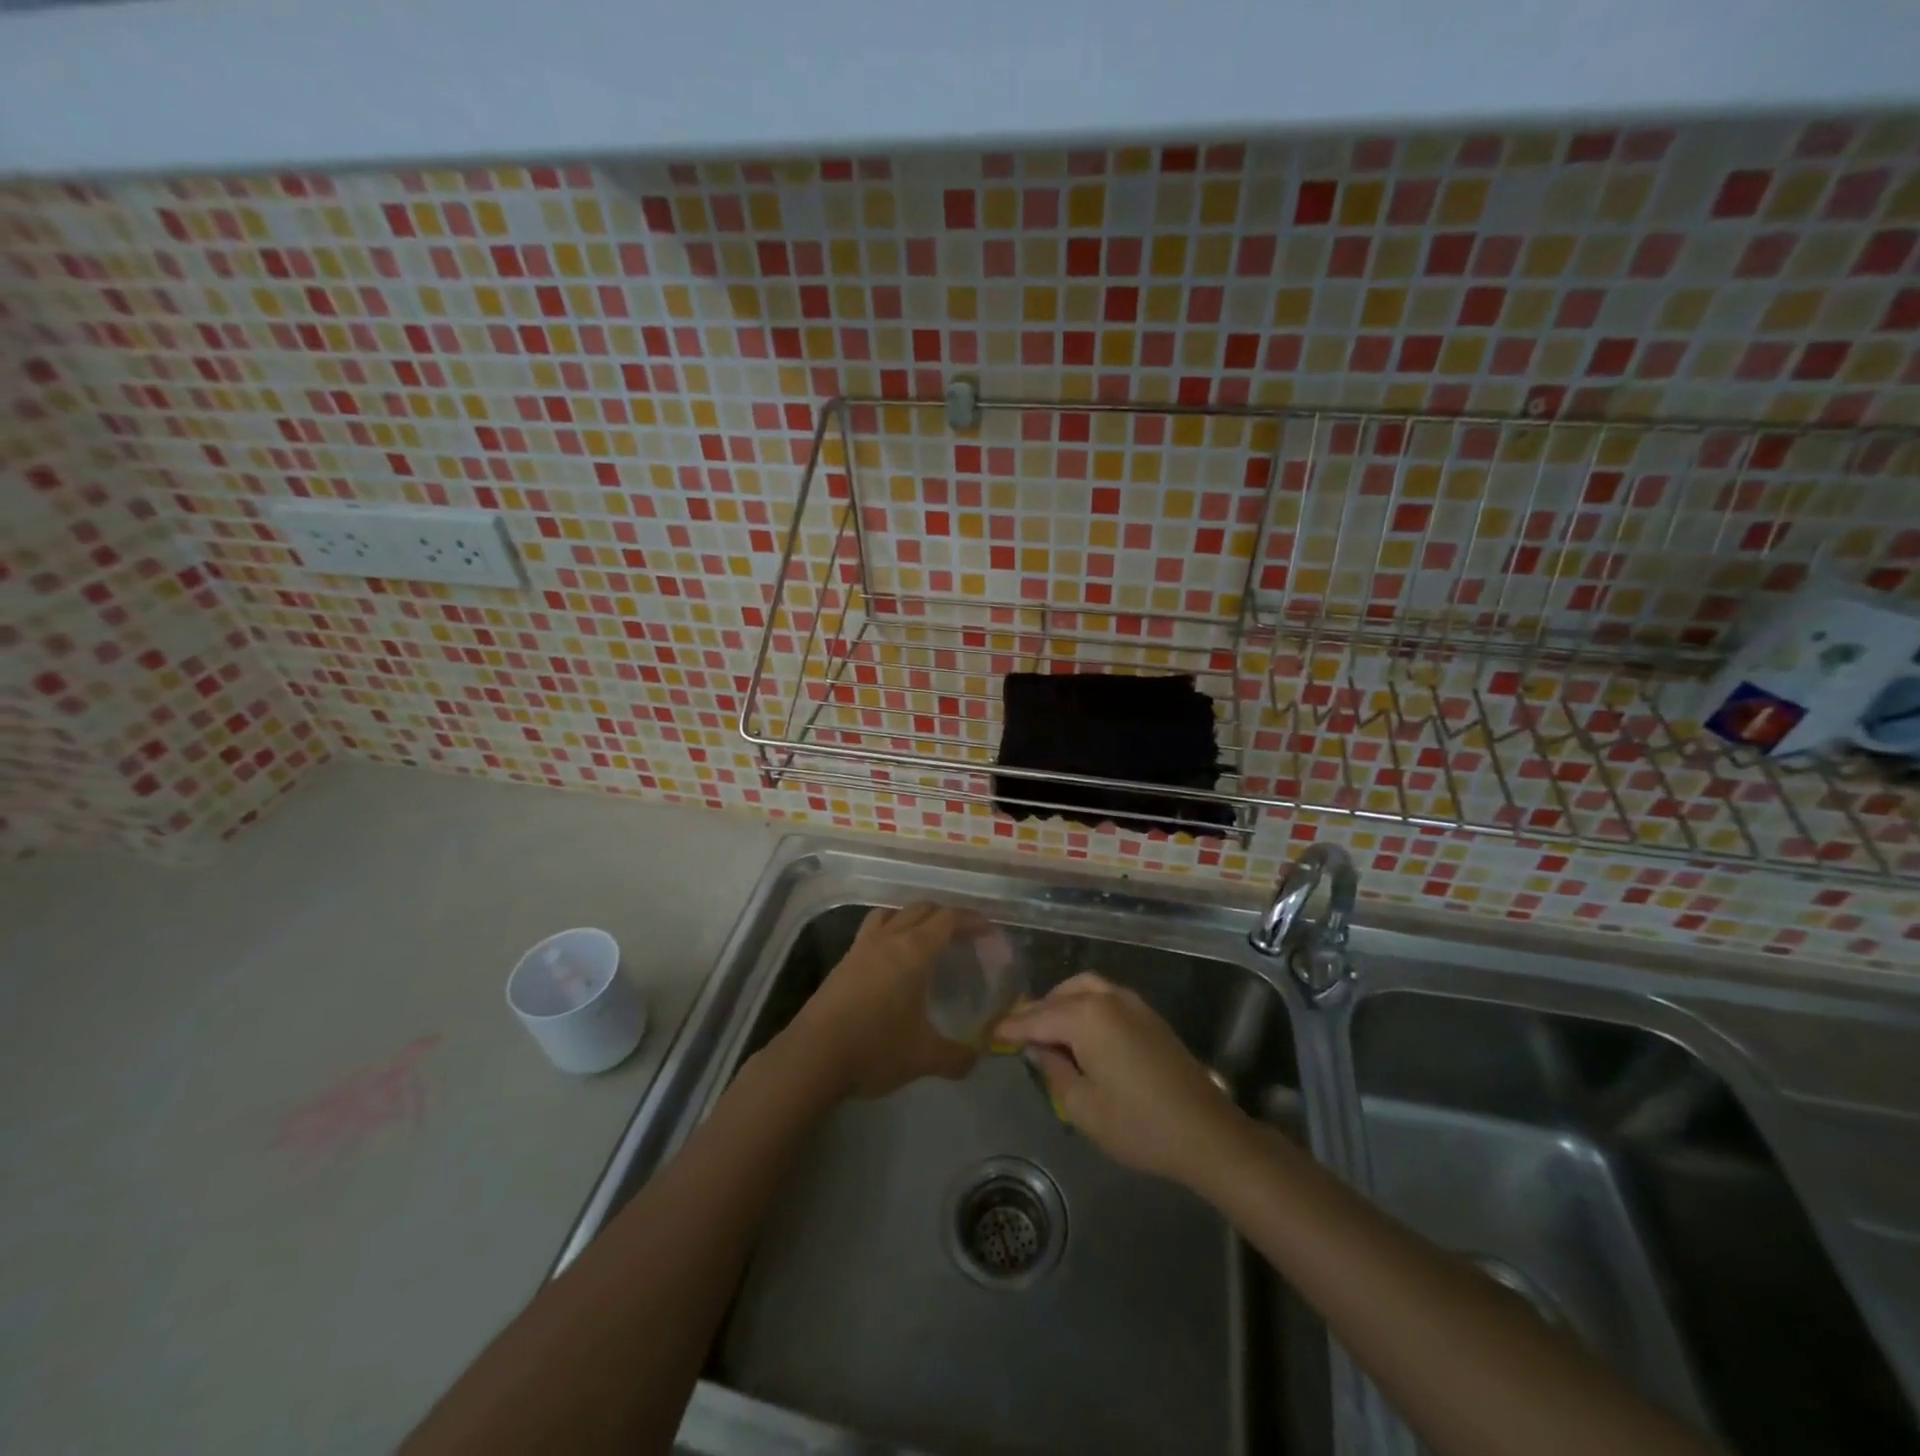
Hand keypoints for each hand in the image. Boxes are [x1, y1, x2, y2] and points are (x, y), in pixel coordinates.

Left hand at [787, 903, 982, 1099]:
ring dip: (913, 917)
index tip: (989, 931)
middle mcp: (888, 939)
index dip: (972, 920)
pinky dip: (890, 931)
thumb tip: (977, 1058)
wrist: (812, 1057)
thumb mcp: (923, 1058)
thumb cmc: (874, 1048)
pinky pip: (873, 930)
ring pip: (892, 913)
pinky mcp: (843, 962)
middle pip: (921, 909)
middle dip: (946, 915)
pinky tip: (893, 960)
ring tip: (926, 938)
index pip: (948, 919)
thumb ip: (956, 1057)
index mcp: (913, 951)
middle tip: (963, 936)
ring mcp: (861, 947)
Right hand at [992, 973, 1247, 1185]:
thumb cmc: (1138, 1124)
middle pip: (1060, 996)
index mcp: (1086, 1016)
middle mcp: (1107, 998)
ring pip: (1085, 989)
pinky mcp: (1148, 1015)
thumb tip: (1037, 1048)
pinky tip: (1079, 1032)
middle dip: (1037, 1012)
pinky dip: (1084, 1005)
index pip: (1037, 1017)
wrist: (1205, 1132)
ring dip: (1061, 1003)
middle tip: (1017, 1033)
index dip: (1012, 1027)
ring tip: (1047, 1031)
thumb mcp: (1082, 1106)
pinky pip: (1105, 997)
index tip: (991, 1031)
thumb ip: (1053, 1070)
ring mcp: (1132, 1003)